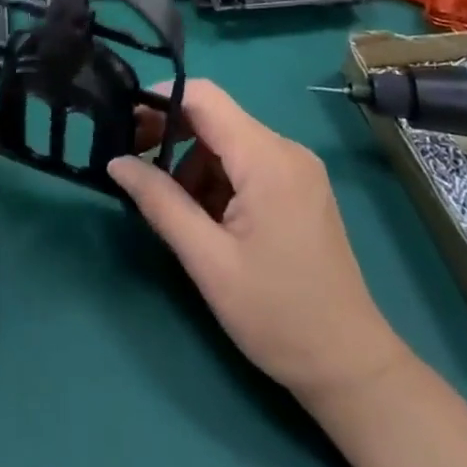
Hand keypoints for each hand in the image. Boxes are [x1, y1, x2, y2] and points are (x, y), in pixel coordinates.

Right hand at [110, 80, 408, 404]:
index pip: (204, 97)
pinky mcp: (298, 187)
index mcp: (267, 159)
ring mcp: (296, 168)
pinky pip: (245, 162)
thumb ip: (160, 203)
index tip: (123, 122)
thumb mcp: (208, 261)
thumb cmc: (278, 316)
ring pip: (226, 141)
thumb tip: (116, 161)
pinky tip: (204, 217)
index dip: (159, 100)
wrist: (351, 368)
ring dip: (191, 162)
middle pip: (214, 116)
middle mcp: (285, 150)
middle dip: (169, 132)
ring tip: (171, 206)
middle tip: (133, 161)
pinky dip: (215, 178)